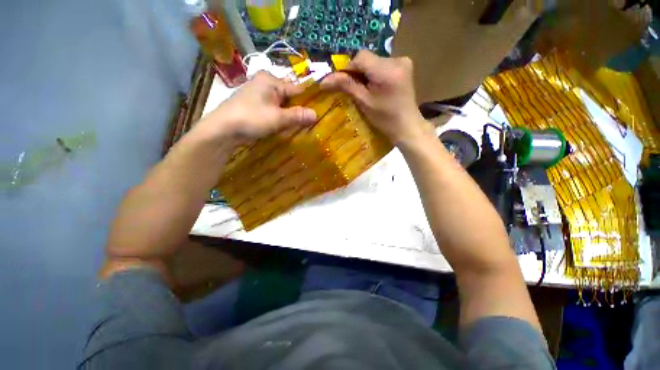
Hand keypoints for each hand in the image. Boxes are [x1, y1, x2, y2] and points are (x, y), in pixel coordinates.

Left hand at [196, 71, 316, 142]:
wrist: (222, 130)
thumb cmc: (251, 118)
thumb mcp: (278, 118)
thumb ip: (297, 116)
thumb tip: (316, 114)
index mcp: (271, 80)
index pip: (297, 89)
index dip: (307, 102)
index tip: (317, 114)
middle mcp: (264, 83)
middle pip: (288, 97)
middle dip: (298, 110)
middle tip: (309, 123)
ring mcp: (257, 94)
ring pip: (281, 104)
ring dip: (289, 115)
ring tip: (299, 126)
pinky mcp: (253, 105)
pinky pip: (272, 109)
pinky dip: (279, 117)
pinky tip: (283, 126)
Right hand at [321, 50, 430, 146]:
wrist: (406, 126)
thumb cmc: (384, 118)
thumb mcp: (364, 102)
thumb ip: (346, 86)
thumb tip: (323, 81)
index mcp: (387, 70)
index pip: (360, 57)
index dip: (349, 69)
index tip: (344, 84)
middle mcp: (397, 59)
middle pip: (368, 59)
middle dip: (358, 73)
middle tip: (355, 90)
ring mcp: (403, 62)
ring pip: (375, 62)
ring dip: (366, 74)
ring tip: (366, 90)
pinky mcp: (405, 66)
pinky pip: (383, 65)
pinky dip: (375, 74)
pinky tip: (376, 87)